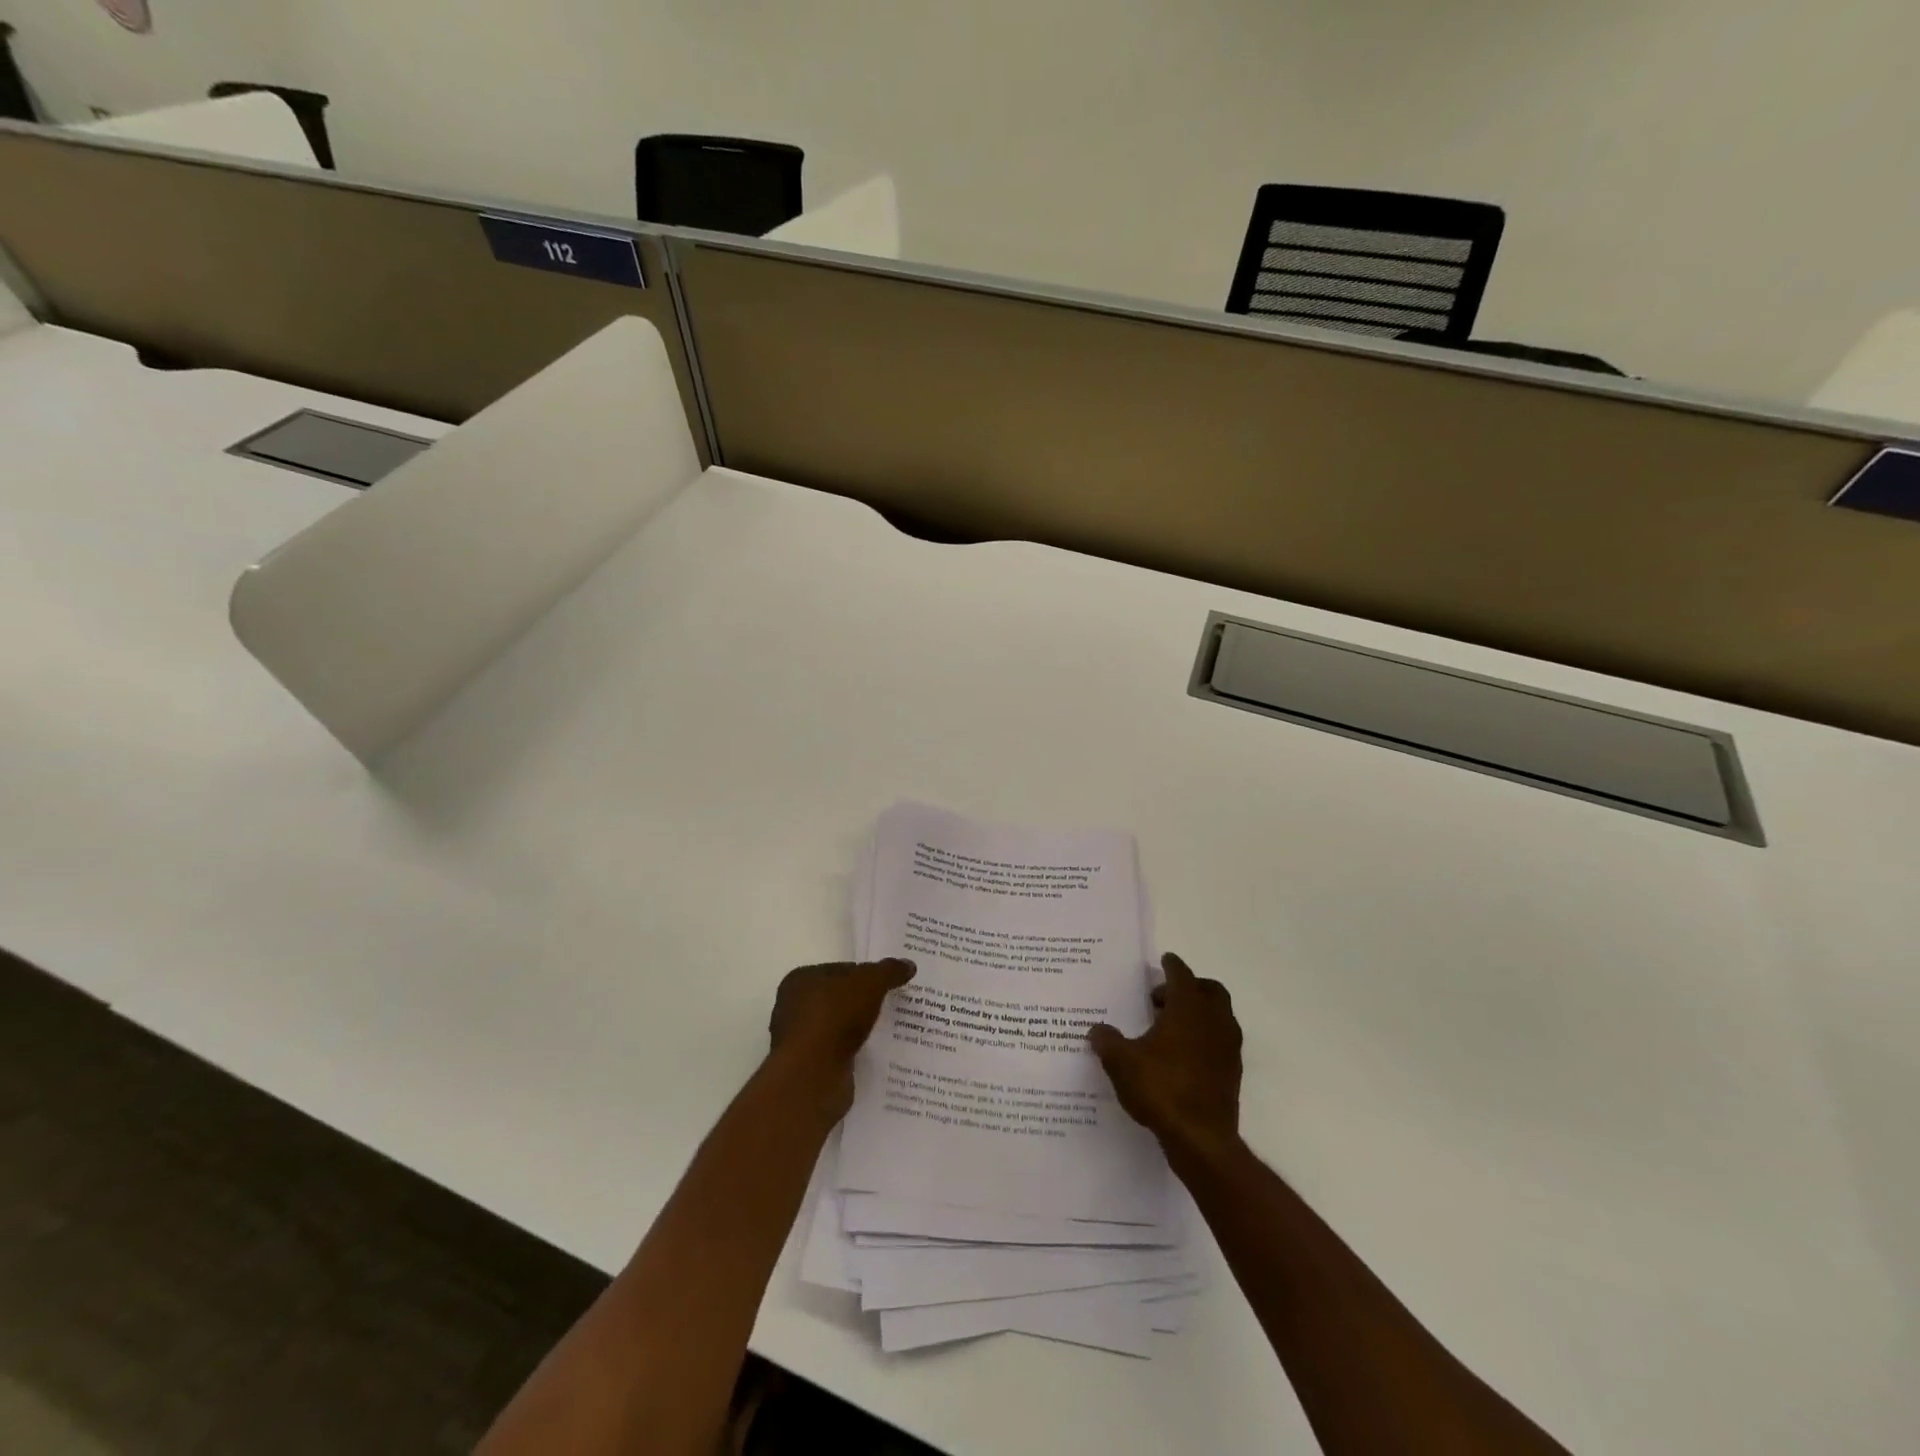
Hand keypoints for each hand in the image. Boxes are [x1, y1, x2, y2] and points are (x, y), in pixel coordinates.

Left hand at [768, 959, 914, 1114]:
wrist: (814, 1075)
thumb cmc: (835, 1017)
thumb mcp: (870, 983)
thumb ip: (888, 971)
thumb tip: (908, 964)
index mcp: (800, 980)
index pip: (840, 970)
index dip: (866, 974)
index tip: (889, 982)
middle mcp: (793, 1007)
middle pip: (839, 998)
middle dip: (864, 1002)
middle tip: (894, 1004)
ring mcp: (800, 1040)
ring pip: (839, 1027)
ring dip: (860, 1029)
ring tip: (891, 1030)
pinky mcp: (809, 1067)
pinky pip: (839, 1052)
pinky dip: (855, 1052)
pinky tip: (877, 1054)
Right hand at [1088, 952, 1241, 1161]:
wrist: (1202, 1140)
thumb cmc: (1161, 1088)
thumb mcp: (1122, 1062)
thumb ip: (1107, 1041)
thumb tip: (1097, 1030)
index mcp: (1188, 1008)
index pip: (1182, 975)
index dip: (1172, 966)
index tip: (1164, 960)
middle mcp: (1213, 1021)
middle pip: (1209, 990)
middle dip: (1189, 987)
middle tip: (1162, 997)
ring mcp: (1227, 1047)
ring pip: (1218, 1015)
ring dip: (1199, 1012)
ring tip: (1169, 1026)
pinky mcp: (1232, 1072)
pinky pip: (1220, 1041)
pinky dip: (1204, 1037)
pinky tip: (1181, 1055)